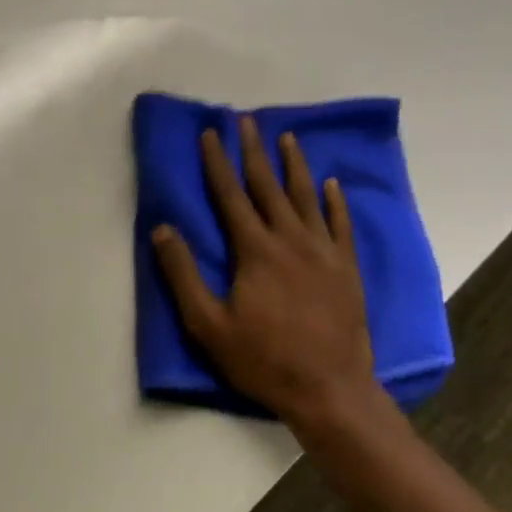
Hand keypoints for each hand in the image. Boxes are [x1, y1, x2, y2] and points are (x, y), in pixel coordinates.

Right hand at [152, 115, 381, 430]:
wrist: (331, 390)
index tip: (211, 133)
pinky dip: (336, 201)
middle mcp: (290, 239)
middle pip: (268, 186)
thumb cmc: (264, 359)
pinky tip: (332, 184)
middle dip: (254, 151)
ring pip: (307, 197)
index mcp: (255, 250)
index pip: (230, 195)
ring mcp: (324, 251)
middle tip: (247, 121)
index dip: (217, 162)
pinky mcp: (348, 268)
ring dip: (294, 165)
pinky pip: (341, 224)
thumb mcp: (208, 324)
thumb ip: (183, 274)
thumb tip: (163, 228)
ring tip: (286, 137)